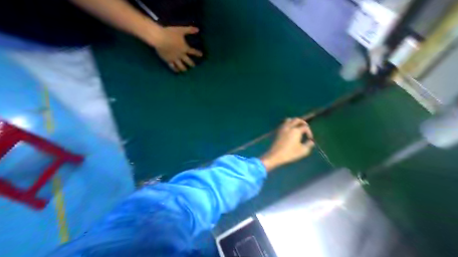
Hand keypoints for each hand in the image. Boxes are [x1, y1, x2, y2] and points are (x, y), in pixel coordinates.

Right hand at [155, 26, 202, 72]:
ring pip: (181, 66)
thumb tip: (198, 29)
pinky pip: (173, 67)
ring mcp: (175, 59)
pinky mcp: (168, 60)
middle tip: (194, 66)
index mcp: (185, 48)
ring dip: (184, 68)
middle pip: (188, 61)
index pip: (193, 52)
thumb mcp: (181, 30)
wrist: (159, 38)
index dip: (198, 53)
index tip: (201, 55)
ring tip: (186, 70)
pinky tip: (177, 71)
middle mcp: (181, 55)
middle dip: (192, 64)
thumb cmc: (170, 33)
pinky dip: (175, 69)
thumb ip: (189, 30)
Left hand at [261, 118, 314, 170]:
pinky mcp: (278, 131)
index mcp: (296, 130)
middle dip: (303, 123)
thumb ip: (308, 145)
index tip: (310, 139)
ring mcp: (282, 128)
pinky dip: (288, 124)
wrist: (275, 155)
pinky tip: (289, 130)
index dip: (309, 132)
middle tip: (305, 129)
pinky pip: (283, 124)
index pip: (305, 127)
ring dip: (294, 122)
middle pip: (297, 119)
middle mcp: (289, 127)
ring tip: (297, 128)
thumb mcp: (302, 151)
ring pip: (289, 120)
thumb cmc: (289, 153)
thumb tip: (311, 141)